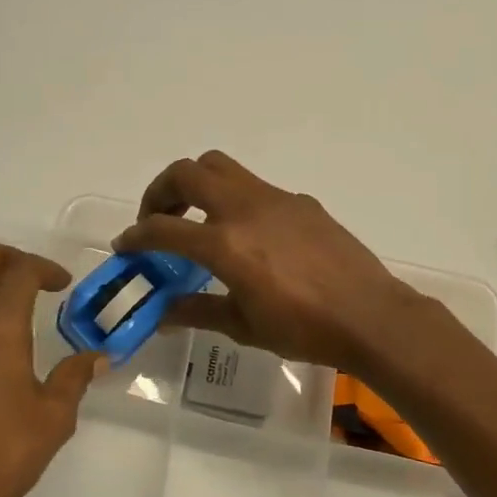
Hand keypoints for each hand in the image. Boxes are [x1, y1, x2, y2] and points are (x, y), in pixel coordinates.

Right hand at [112, 151, 430, 371]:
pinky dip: (234, 200)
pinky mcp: (301, 202)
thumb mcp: (243, 326)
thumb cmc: (304, 329)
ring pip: (221, 168)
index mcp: (225, 243)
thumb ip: (197, 312)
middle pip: (187, 172)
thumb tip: (162, 314)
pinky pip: (254, 187)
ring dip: (196, 185)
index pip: (163, 228)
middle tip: (158, 220)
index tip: (125, 246)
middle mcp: (245, 209)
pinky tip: (247, 236)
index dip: (136, 236)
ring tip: (196, 219)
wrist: (371, 317)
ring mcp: (276, 199)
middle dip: (160, 191)